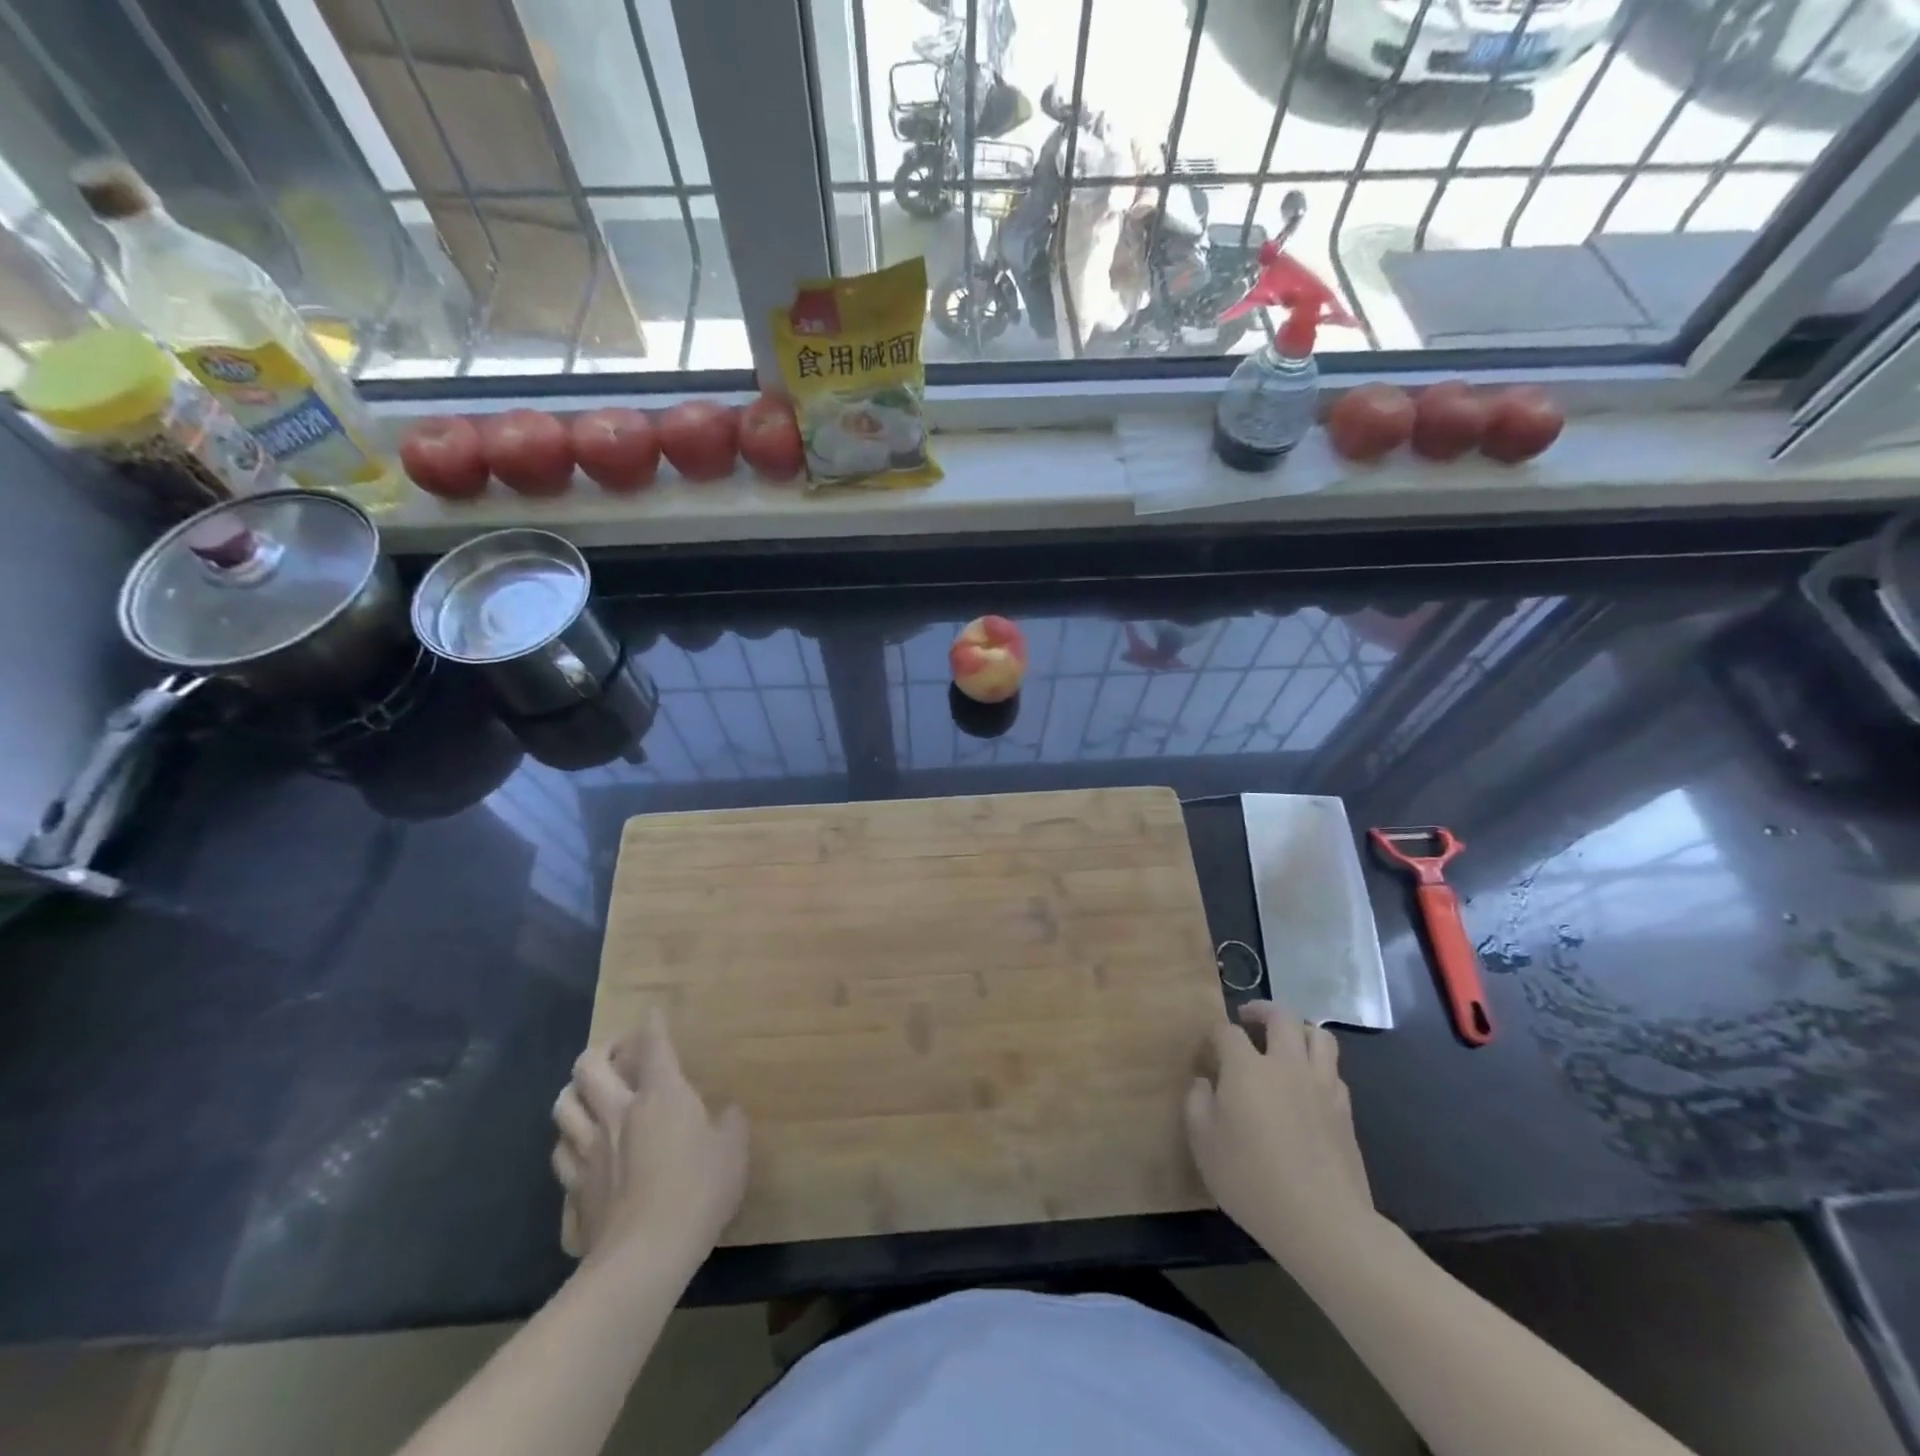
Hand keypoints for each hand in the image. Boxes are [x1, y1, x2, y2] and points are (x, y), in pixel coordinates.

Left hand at [551, 1009, 747, 1273]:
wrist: (645, 1256)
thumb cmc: (698, 1191)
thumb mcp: (734, 1152)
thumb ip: (730, 1125)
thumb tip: (726, 1113)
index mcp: (660, 1096)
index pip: (653, 1045)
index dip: (653, 1025)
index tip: (653, 1014)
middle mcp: (617, 1113)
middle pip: (589, 1067)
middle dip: (600, 1051)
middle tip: (616, 1053)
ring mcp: (588, 1152)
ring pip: (563, 1107)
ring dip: (574, 1094)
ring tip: (588, 1095)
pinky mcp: (573, 1190)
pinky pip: (561, 1158)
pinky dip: (568, 1147)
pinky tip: (579, 1153)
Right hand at [1185, 1001, 1375, 1267]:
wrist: (1323, 1222)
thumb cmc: (1251, 1179)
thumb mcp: (1203, 1143)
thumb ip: (1197, 1103)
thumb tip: (1204, 1082)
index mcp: (1247, 1067)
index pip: (1228, 1032)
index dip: (1215, 1035)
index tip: (1207, 1051)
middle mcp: (1287, 1065)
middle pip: (1282, 1017)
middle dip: (1262, 1010)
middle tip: (1249, 1019)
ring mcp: (1321, 1086)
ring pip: (1319, 1036)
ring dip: (1300, 1030)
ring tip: (1285, 1043)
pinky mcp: (1345, 1112)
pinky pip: (1334, 1071)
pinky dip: (1319, 1066)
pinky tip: (1308, 1085)